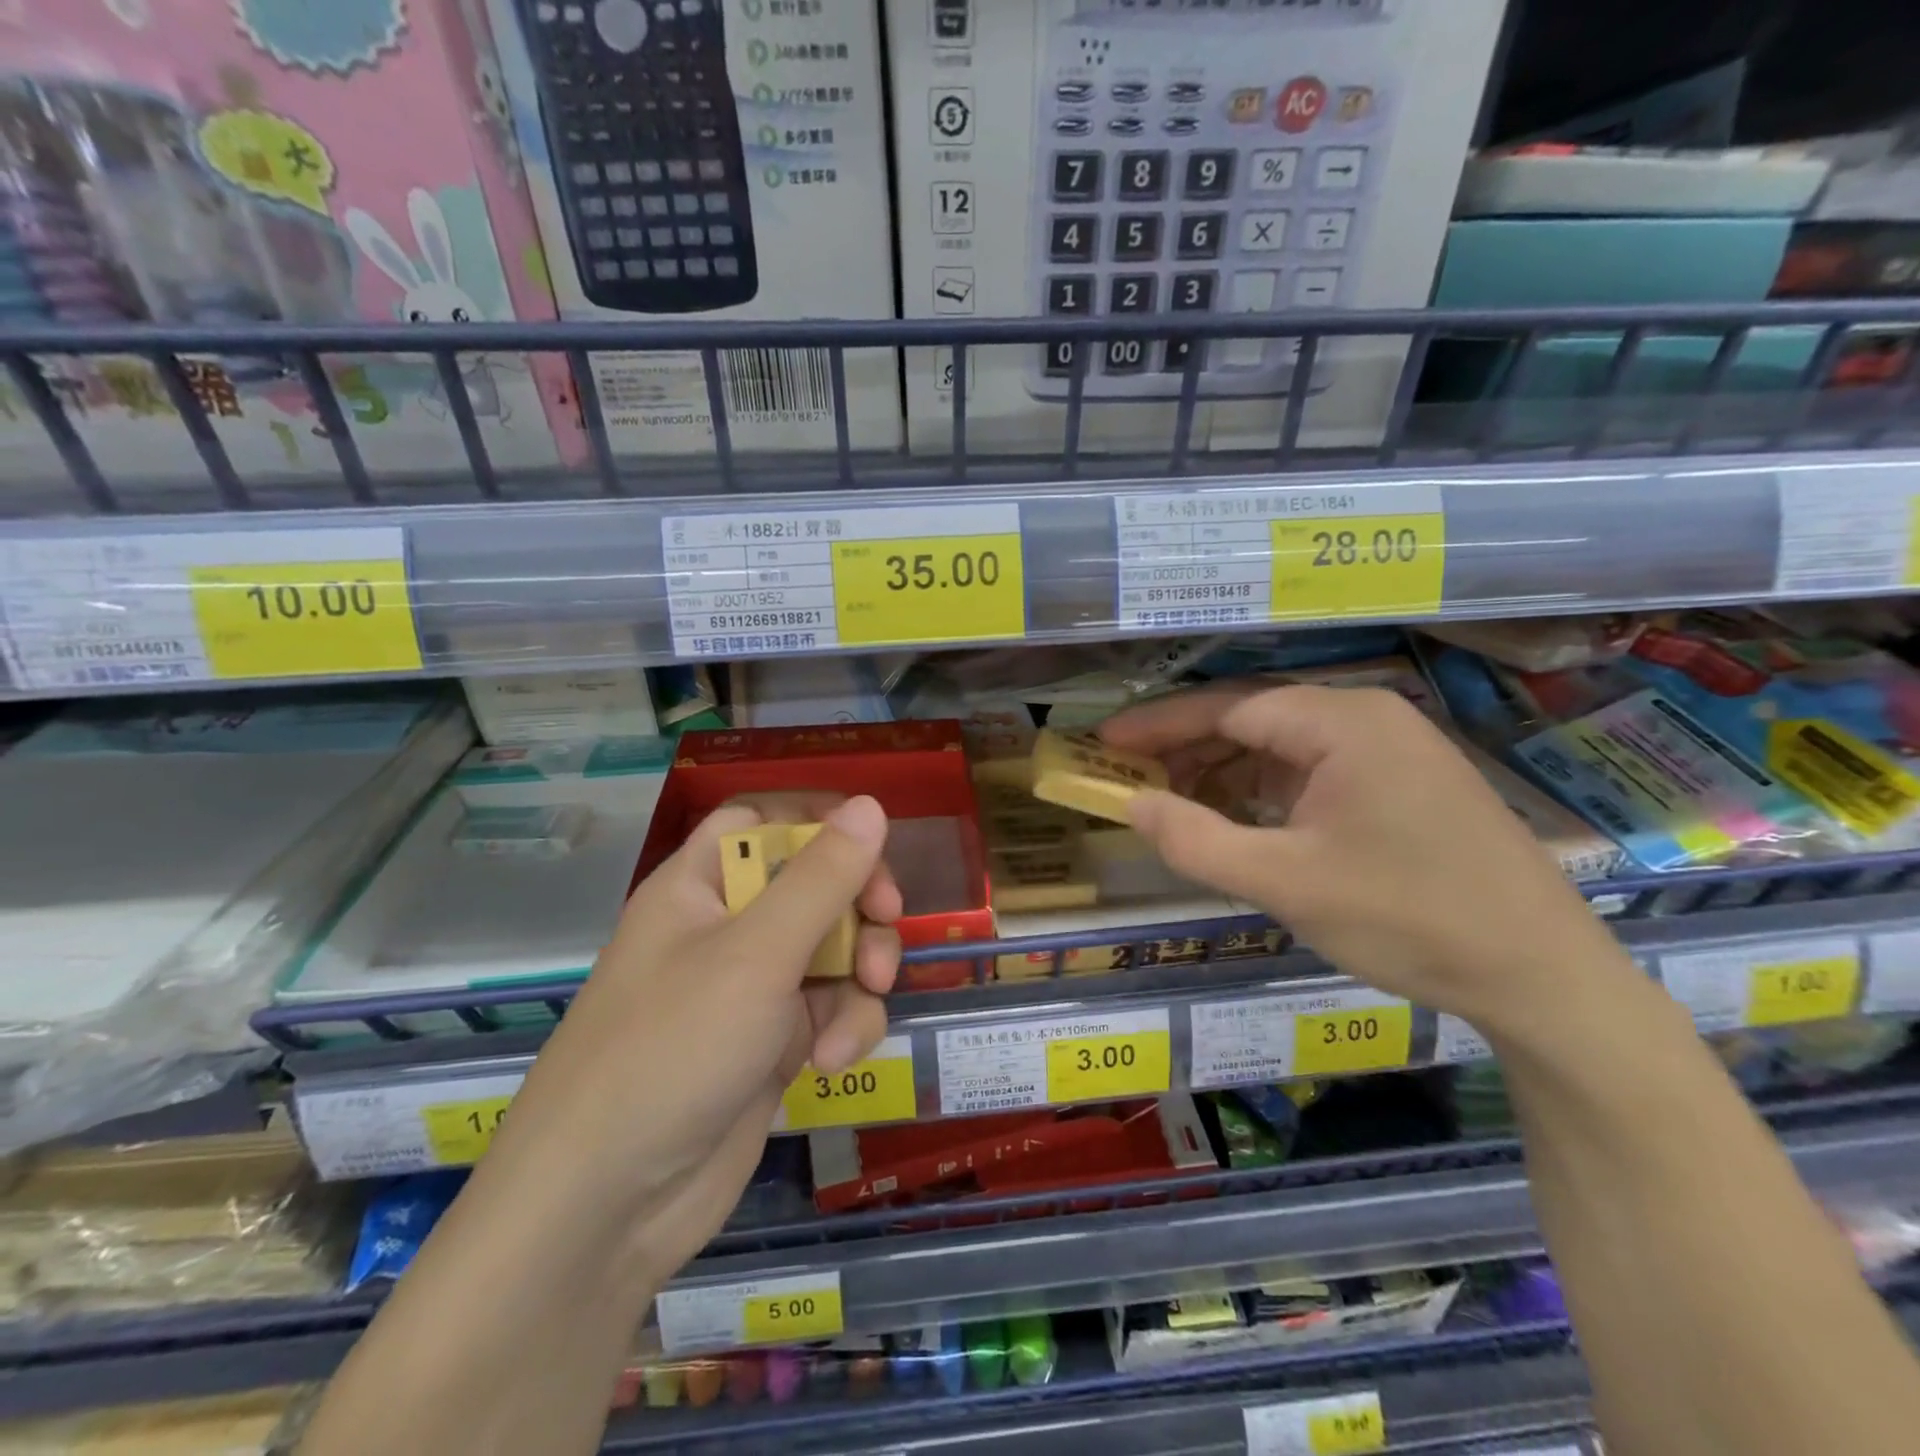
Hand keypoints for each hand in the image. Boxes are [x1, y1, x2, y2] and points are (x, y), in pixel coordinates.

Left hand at [483, 794, 900, 1284]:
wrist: (604, 1211)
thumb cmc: (673, 1050)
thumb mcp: (757, 954)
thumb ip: (821, 878)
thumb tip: (870, 805)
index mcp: (701, 886)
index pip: (763, 821)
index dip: (817, 821)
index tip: (870, 843)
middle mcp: (726, 928)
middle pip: (812, 882)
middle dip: (858, 900)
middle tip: (885, 919)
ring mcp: (750, 989)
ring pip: (832, 948)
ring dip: (860, 969)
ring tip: (866, 995)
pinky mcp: (771, 1044)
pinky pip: (828, 1009)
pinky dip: (844, 1026)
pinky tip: (833, 1060)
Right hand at [1101, 683, 1624, 1030]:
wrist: (1543, 975)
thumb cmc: (1407, 917)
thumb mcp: (1283, 883)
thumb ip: (1195, 840)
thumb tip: (1130, 805)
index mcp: (1341, 722)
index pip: (1225, 709)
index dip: (1159, 727)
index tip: (1107, 745)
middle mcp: (1367, 717)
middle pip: (1253, 720)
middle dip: (1188, 751)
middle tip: (1134, 782)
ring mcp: (1391, 749)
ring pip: (1283, 747)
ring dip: (1225, 774)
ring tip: (1177, 807)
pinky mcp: (1404, 783)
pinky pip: (1315, 771)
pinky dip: (1267, 792)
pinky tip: (1240, 821)